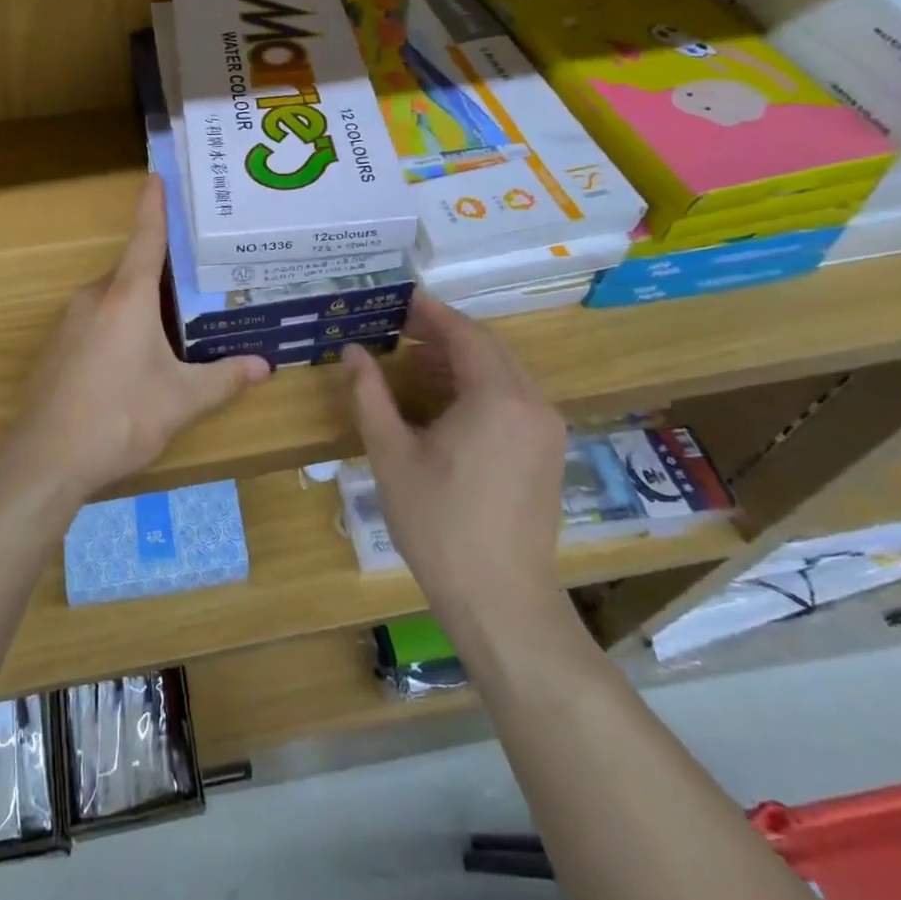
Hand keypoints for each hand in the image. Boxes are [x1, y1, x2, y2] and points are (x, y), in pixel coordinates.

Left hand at [2, 175, 269, 505]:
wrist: (44, 459)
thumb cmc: (119, 418)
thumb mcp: (181, 400)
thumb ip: (224, 379)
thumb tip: (265, 367)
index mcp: (127, 298)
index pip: (145, 238)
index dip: (154, 206)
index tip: (155, 176)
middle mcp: (95, 298)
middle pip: (133, 271)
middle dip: (163, 271)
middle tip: (199, 273)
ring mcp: (70, 321)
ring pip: (115, 298)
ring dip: (143, 303)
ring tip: (177, 320)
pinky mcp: (57, 346)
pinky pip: (97, 319)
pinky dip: (121, 324)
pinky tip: (138, 356)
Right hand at [345, 295, 568, 618]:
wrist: (502, 602)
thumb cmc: (439, 524)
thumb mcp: (392, 455)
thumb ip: (370, 396)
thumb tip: (352, 352)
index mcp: (498, 397)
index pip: (465, 333)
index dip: (431, 312)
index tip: (399, 298)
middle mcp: (532, 403)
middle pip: (488, 347)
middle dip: (444, 332)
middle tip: (400, 327)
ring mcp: (546, 429)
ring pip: (503, 372)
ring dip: (460, 359)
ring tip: (413, 361)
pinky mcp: (547, 452)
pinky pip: (513, 398)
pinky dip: (478, 385)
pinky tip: (444, 401)